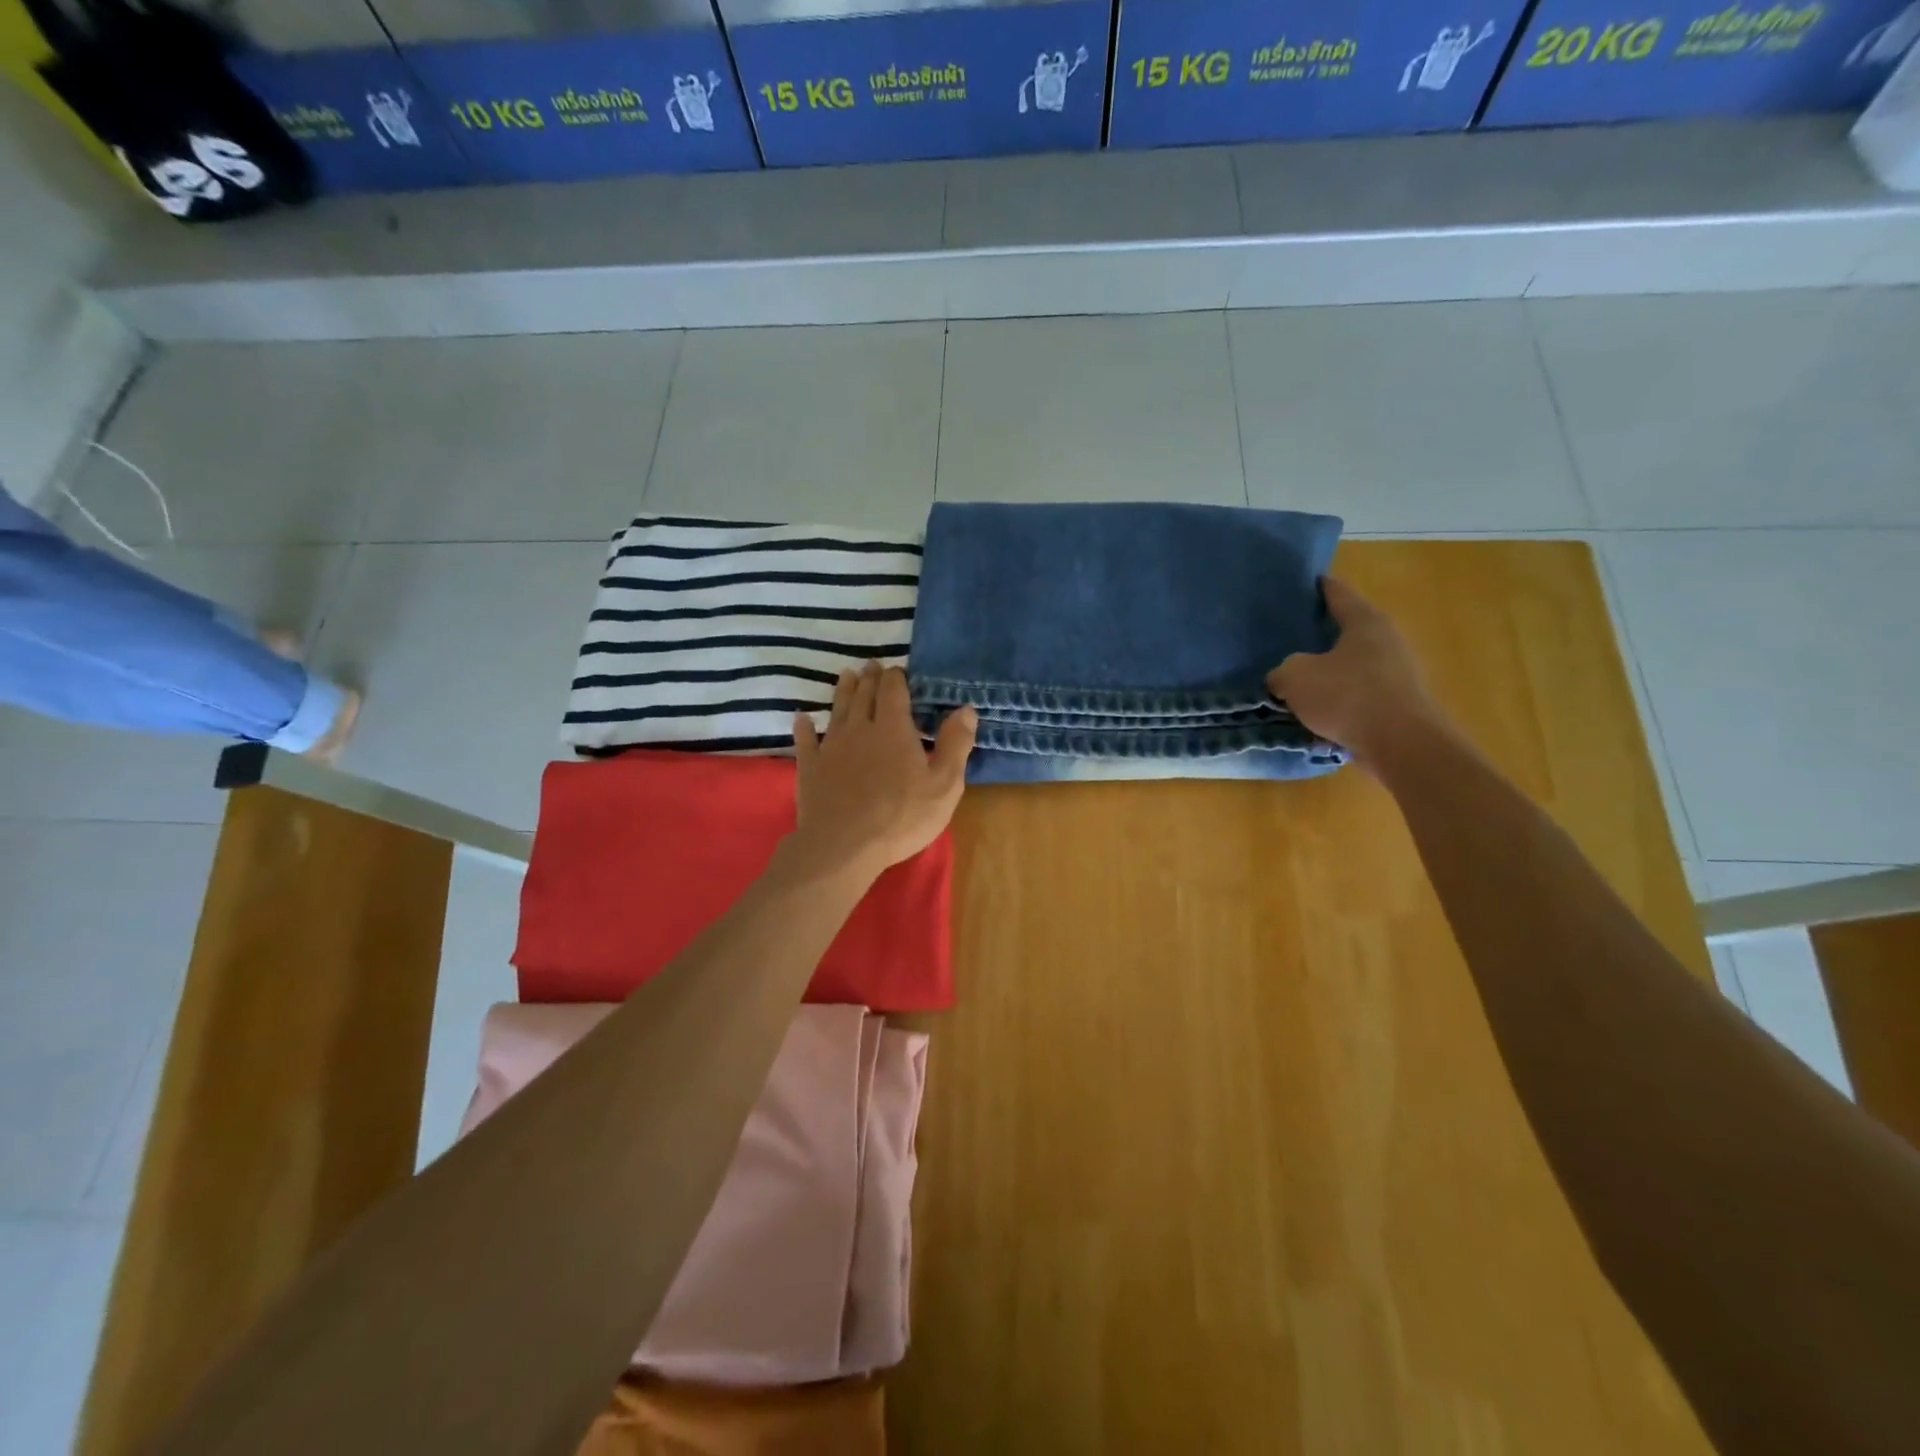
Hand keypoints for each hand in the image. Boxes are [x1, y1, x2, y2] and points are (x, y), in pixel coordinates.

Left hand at [787, 664, 975, 883]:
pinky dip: (804, 726)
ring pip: (837, 710)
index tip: (898, 670)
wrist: (843, 846)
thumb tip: (966, 709)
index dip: (896, 678)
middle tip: (872, 665)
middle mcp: (860, 729)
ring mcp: (831, 747)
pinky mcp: (810, 767)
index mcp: (894, 729)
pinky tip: (802, 718)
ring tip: (846, 676)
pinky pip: (806, 740)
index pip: (893, 691)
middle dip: (870, 679)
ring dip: (843, 691)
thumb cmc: (901, 817)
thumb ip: (955, 744)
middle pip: (864, 695)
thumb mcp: (943, 785)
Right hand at [1267, 577, 1444, 764]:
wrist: (1402, 745)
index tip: (1306, 582)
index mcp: (1364, 621)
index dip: (1319, 587)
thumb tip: (1284, 678)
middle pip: (1348, 630)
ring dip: (1330, 672)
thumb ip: (1283, 671)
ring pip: (1353, 665)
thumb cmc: (1347, 697)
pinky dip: (1340, 699)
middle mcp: (1386, 640)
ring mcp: (1397, 673)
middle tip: (1291, 638)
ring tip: (1300, 680)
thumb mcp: (1295, 677)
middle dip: (1321, 634)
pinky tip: (1318, 712)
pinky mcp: (1398, 703)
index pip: (1338, 593)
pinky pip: (1359, 694)